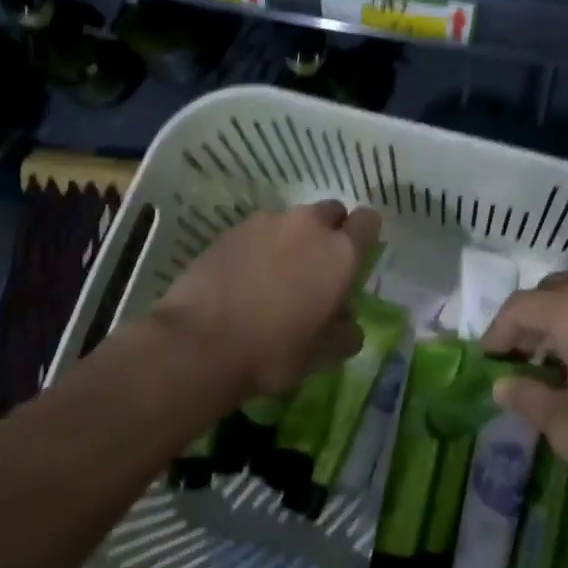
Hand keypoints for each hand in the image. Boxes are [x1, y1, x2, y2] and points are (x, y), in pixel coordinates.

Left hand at [153, 202, 381, 397]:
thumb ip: (345, 331)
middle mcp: (309, 226)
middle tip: (316, 266)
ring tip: (276, 274)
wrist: (199, 343)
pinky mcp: (234, 229)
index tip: (356, 254)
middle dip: (329, 231)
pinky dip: (261, 246)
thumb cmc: (273, 352)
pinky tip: (246, 276)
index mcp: (340, 253)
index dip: (365, 234)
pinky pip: (260, 230)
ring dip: (293, 239)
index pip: (368, 220)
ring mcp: (268, 222)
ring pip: (293, 221)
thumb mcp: (322, 355)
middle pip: (331, 212)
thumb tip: (347, 321)